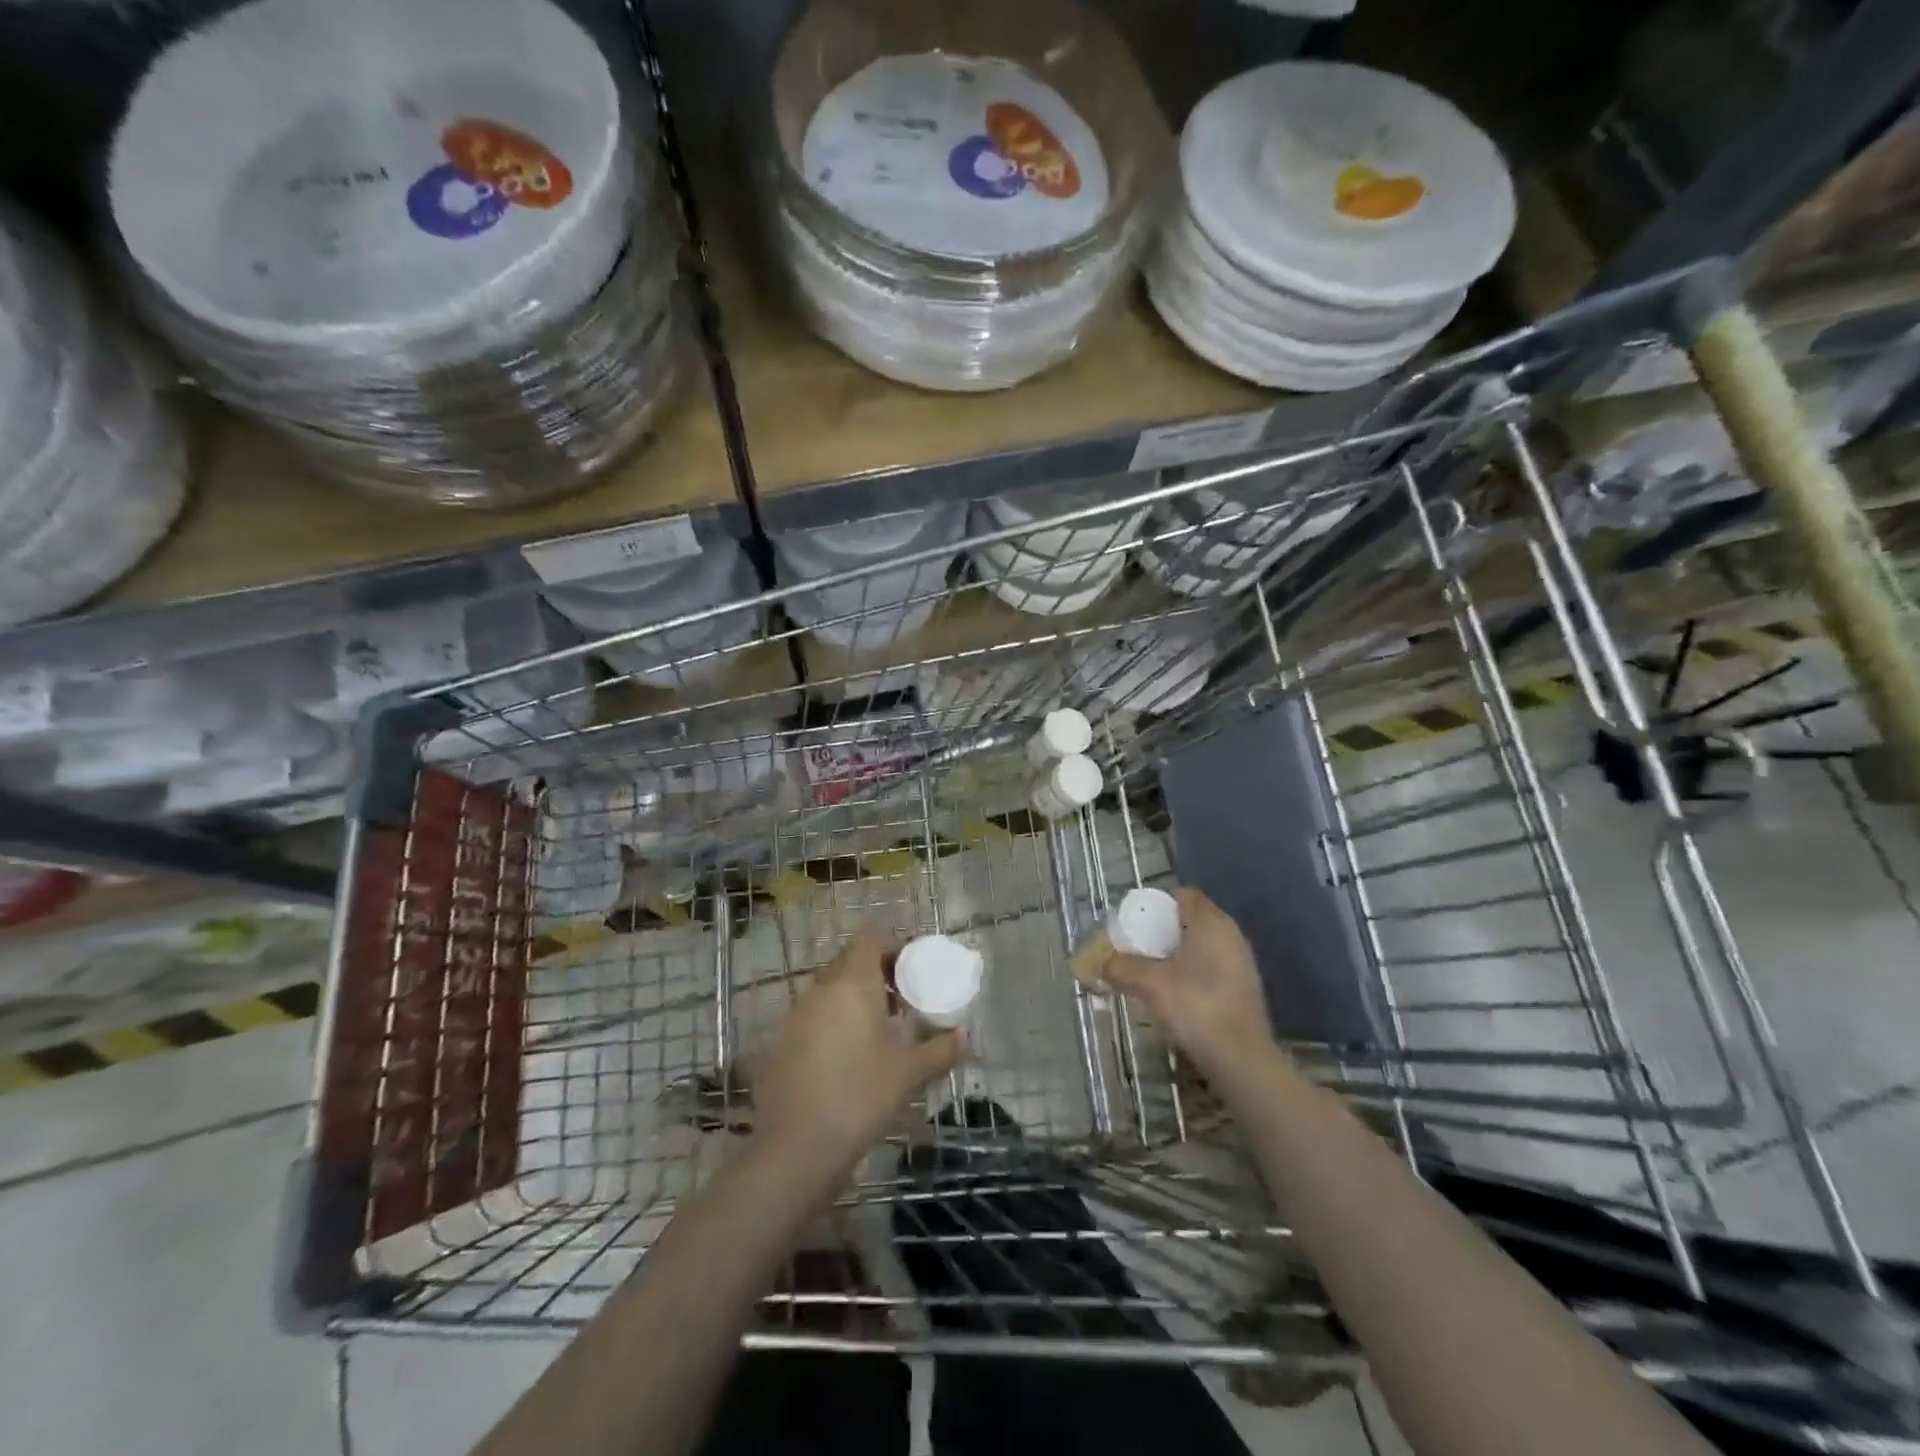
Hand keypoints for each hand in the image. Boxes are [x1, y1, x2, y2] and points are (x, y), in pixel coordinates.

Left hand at [751, 926, 966, 1174]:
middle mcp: (820, 989)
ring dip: (854, 999)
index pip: (869, 938)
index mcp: (852, 983)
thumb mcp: (910, 1073)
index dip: (892, 945)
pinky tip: (849, 1058)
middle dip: (876, 973)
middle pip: (849, 961)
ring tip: (880, 1031)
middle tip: (902, 1000)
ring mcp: (796, 1015)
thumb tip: (965, 1037)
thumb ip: (941, 1049)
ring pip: (830, 990)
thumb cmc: (861, 1095)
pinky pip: (814, 1017)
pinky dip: (833, 1024)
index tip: (912, 968)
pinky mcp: (782, 1043)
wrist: (796, 1147)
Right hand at [1101, 887, 1275, 1077]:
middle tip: (1136, 948)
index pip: (1183, 895)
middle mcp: (1230, 934)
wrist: (1241, 1059)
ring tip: (1149, 973)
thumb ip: (1121, 967)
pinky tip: (1173, 995)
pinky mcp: (1242, 989)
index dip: (1157, 904)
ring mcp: (1240, 962)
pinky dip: (1190, 973)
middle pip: (1191, 920)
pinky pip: (1210, 967)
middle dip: (1162, 931)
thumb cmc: (1196, 1006)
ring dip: (1175, 954)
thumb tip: (1097, 962)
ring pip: (1201, 946)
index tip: (1135, 922)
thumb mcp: (1150, 983)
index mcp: (1211, 922)